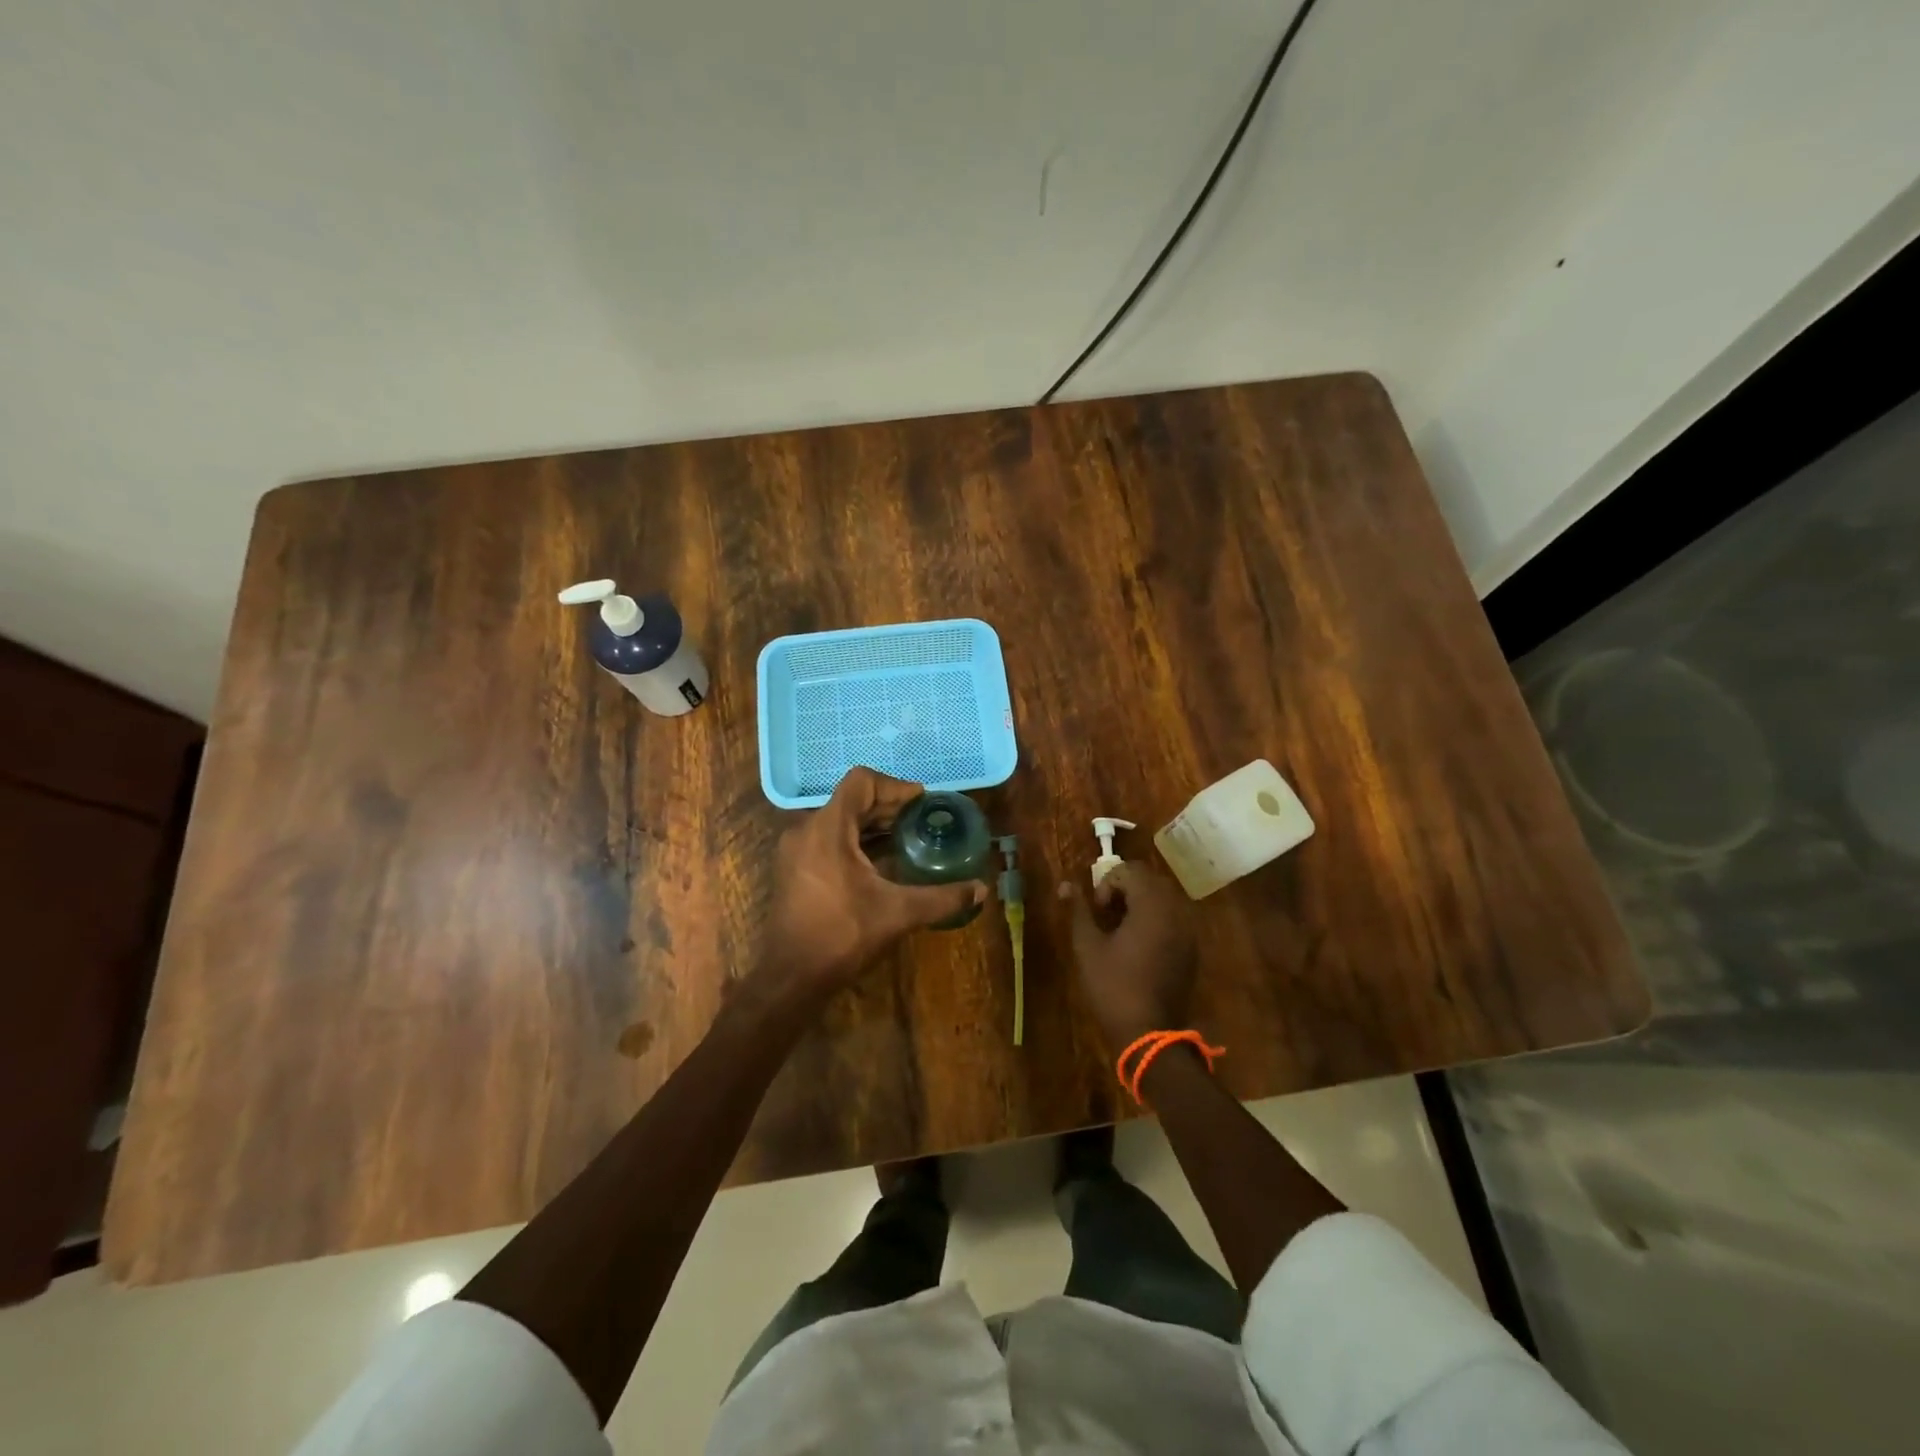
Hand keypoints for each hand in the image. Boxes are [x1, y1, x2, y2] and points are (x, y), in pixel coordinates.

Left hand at [759, 767, 985, 996]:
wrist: (789, 978)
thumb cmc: (842, 935)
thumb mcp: (898, 913)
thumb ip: (942, 898)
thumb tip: (982, 890)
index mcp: (829, 828)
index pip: (862, 782)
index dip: (895, 786)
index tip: (921, 803)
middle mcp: (807, 830)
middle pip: (851, 800)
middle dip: (888, 807)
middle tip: (922, 821)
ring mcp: (796, 850)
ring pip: (839, 821)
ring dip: (872, 825)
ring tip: (906, 839)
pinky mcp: (794, 869)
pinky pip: (828, 840)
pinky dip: (856, 842)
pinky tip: (881, 863)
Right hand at [1061, 862, 1197, 1053]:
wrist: (1149, 1033)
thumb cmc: (1113, 987)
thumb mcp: (1088, 946)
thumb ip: (1079, 910)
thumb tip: (1066, 885)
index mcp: (1152, 906)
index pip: (1131, 871)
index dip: (1108, 883)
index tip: (1098, 911)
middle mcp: (1176, 912)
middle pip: (1150, 880)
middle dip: (1125, 889)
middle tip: (1106, 915)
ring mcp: (1188, 931)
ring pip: (1163, 898)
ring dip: (1140, 903)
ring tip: (1120, 929)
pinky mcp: (1192, 949)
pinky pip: (1174, 918)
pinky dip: (1155, 919)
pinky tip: (1138, 945)